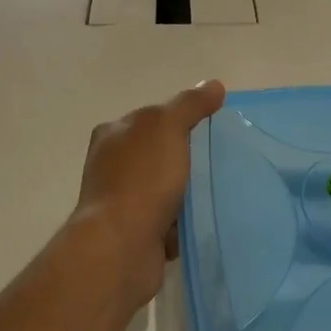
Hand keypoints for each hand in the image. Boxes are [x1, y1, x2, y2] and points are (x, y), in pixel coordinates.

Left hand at [74, 81, 225, 303]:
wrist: (121, 245)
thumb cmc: (141, 179)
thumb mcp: (166, 128)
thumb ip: (189, 105)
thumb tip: (213, 85)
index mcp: (112, 134)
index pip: (152, 118)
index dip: (181, 120)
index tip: (210, 130)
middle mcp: (110, 166)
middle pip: (159, 154)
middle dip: (186, 159)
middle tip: (219, 162)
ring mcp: (120, 202)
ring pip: (164, 190)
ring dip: (186, 194)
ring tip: (216, 193)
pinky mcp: (132, 233)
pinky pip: (166, 222)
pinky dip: (181, 224)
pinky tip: (199, 222)